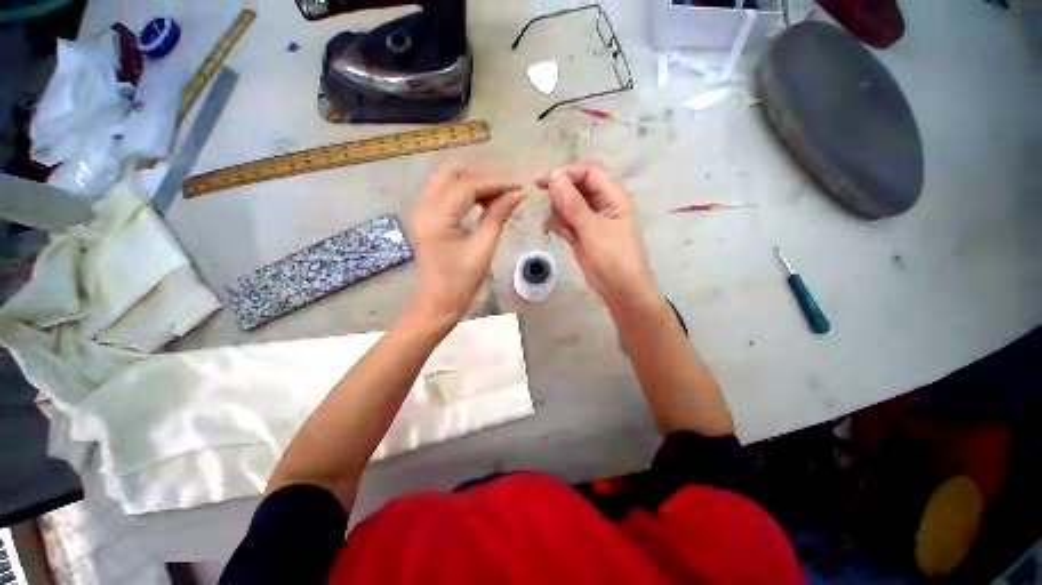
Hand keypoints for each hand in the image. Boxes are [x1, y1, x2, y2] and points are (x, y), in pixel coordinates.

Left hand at [405, 165, 523, 329]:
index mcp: (436, 219)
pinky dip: (464, 191)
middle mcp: (423, 207)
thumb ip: (497, 216)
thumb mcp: (483, 248)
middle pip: (451, 172)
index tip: (518, 187)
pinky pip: (444, 192)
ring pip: (446, 179)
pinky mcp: (425, 216)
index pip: (467, 186)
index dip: (495, 183)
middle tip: (505, 190)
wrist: (437, 302)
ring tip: (497, 195)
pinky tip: (482, 201)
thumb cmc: (461, 281)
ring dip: (473, 182)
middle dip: (481, 176)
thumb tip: (517, 194)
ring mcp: (421, 210)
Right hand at [539, 163, 661, 316]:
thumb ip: (572, 203)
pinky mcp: (583, 235)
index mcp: (613, 196)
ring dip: (558, 210)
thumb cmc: (613, 257)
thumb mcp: (592, 229)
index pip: (589, 172)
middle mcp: (602, 204)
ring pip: (569, 205)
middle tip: (539, 198)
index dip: (567, 173)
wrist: (621, 290)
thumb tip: (554, 176)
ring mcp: (592, 221)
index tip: (544, 182)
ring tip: (553, 223)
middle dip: (559, 191)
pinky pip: (567, 222)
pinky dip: (560, 224)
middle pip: (577, 187)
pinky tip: (555, 231)